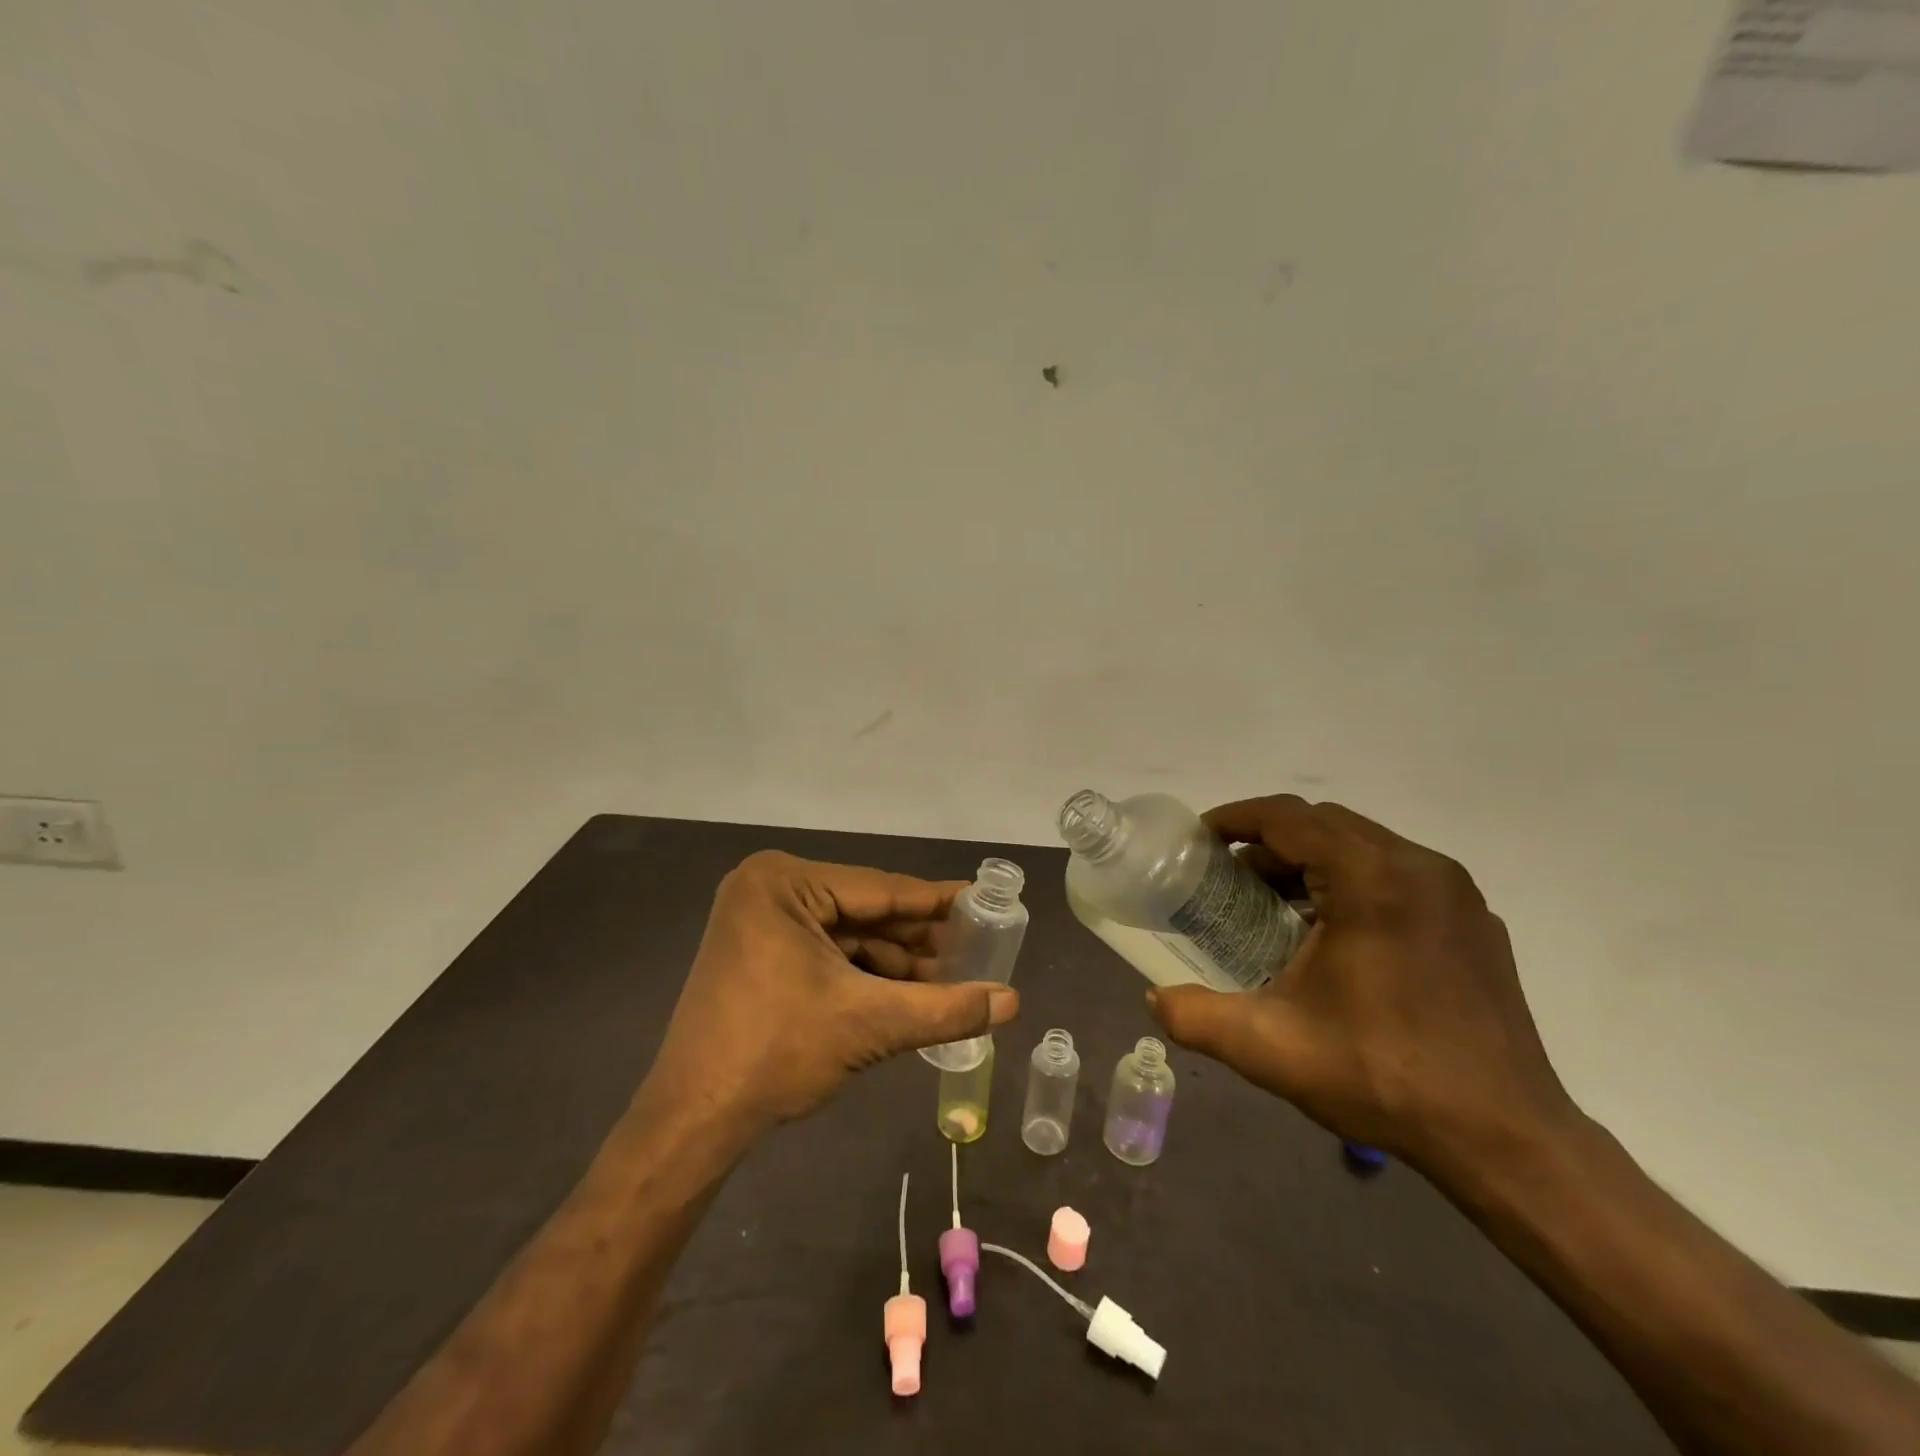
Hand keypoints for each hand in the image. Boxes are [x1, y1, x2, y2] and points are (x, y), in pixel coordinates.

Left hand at [646, 851, 1019, 1129]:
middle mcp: (768, 889)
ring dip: (896, 961)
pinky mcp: (759, 954)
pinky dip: (866, 974)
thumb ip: (945, 1009)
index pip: (880, 888)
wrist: (693, 1121)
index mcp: (784, 883)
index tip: (984, 901)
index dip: (937, 901)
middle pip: (864, 911)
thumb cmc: (776, 1052)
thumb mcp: (869, 1024)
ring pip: (848, 935)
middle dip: (918, 939)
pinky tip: (908, 994)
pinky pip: (827, 953)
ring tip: (952, 980)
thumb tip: (1014, 1002)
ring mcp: (760, 922)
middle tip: (976, 949)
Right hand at [1147, 796, 1575, 1173]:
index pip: (1290, 817)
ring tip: (1274, 905)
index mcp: (1373, 879)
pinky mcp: (1475, 922)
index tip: (1200, 838)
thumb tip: (1153, 1000)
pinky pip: (1399, 875)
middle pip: (1327, 824)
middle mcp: (1419, 868)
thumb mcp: (1270, 1047)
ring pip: (1365, 846)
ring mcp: (1456, 894)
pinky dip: (1353, 882)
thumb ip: (1196, 1016)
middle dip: (1270, 841)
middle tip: (1229, 877)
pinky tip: (1333, 935)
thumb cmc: (1383, 1077)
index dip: (1237, 818)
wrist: (1506, 1140)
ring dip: (1312, 861)